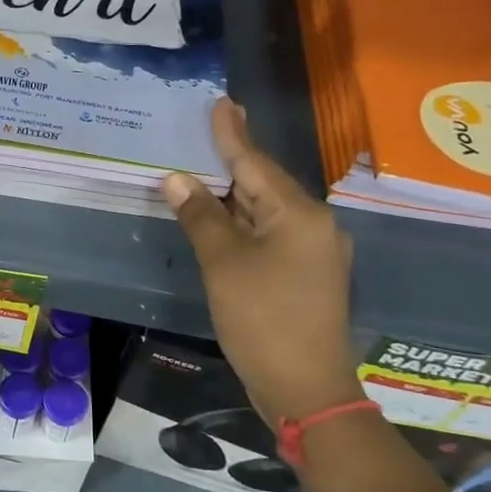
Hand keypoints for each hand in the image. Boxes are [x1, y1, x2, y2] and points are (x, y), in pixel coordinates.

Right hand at [161, 98, 361, 420]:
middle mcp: (314, 225)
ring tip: (203, 171)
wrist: (306, 390)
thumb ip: (200, 217)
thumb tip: (176, 178)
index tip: (221, 102)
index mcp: (299, 215)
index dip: (232, 133)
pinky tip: (220, 219)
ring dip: (233, 195)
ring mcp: (313, 253)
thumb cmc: (263, 321)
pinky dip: (241, 223)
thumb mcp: (224, 265)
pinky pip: (270, 234)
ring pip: (266, 211)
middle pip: (264, 184)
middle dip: (231, 162)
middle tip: (203, 133)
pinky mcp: (305, 275)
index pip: (255, 163)